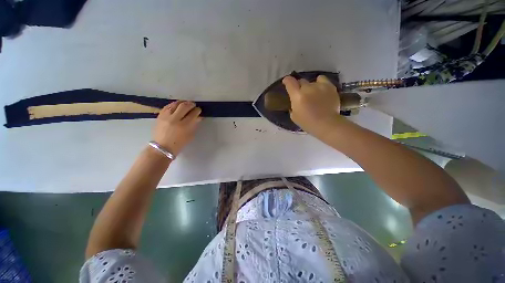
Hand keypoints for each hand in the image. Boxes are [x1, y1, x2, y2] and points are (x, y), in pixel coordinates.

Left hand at [153, 101, 201, 155]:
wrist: (163, 147)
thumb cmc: (179, 143)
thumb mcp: (190, 135)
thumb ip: (194, 125)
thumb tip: (199, 117)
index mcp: (184, 126)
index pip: (193, 114)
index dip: (197, 110)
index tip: (199, 110)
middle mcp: (175, 119)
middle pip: (184, 106)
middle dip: (190, 104)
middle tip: (193, 105)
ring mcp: (166, 116)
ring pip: (175, 104)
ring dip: (182, 102)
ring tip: (185, 103)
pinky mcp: (160, 115)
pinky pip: (167, 106)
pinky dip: (173, 104)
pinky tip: (177, 105)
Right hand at [282, 75, 340, 134]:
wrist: (326, 124)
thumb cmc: (308, 123)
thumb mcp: (294, 116)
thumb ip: (293, 106)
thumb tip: (294, 101)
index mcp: (297, 96)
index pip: (289, 82)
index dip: (287, 80)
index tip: (286, 81)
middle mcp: (307, 88)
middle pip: (301, 81)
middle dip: (299, 87)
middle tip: (302, 95)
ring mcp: (319, 86)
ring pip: (311, 81)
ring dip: (310, 87)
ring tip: (313, 94)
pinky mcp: (329, 86)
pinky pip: (322, 79)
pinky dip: (319, 83)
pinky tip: (320, 90)